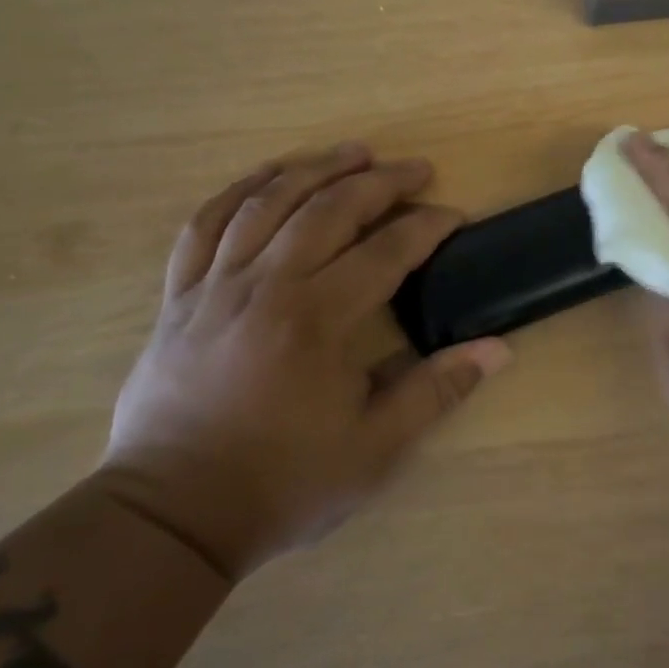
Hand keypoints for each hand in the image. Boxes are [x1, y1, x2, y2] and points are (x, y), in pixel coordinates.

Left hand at [97, 143, 510, 580]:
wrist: (171, 515)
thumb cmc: (282, 482)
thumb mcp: (375, 448)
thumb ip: (436, 390)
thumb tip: (497, 349)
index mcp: (316, 321)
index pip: (385, 251)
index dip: (426, 226)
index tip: (454, 216)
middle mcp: (266, 286)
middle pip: (328, 209)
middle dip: (380, 182)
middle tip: (416, 169)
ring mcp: (215, 285)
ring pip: (267, 202)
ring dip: (315, 168)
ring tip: (353, 152)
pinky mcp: (179, 295)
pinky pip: (205, 224)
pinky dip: (239, 190)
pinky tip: (267, 176)